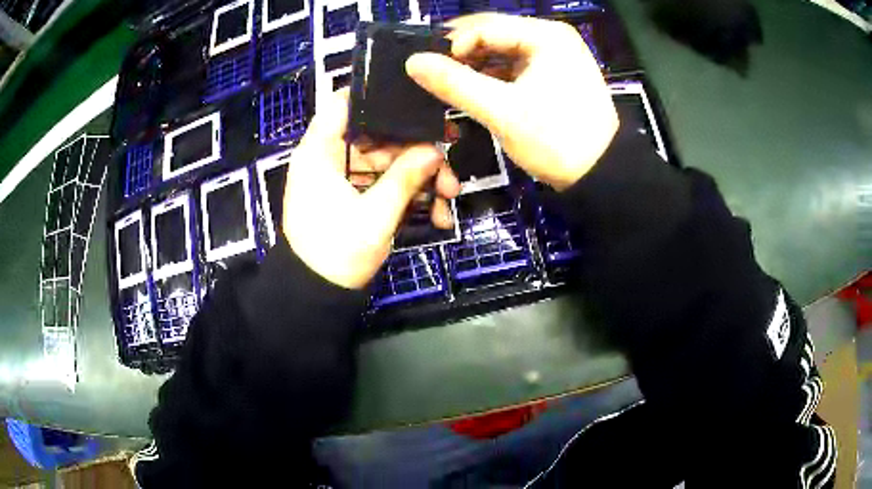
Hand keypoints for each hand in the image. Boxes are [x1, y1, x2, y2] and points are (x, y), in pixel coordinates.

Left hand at [283, 89, 460, 289]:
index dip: (378, 97)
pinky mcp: (357, 196)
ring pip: (389, 162)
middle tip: (448, 169)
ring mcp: (346, 177)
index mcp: (321, 151)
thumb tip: (435, 151)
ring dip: (420, 178)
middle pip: (379, 136)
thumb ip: (405, 178)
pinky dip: (410, 196)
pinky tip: (435, 214)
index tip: (418, 102)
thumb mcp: (374, 216)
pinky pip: (386, 184)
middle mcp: (332, 157)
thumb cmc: (335, 254)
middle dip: (417, 152)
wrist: (318, 295)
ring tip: (448, 199)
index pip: (344, 104)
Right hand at [406, 13, 617, 190]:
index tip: (428, 70)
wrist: (601, 175)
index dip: (452, 46)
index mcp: (545, 35)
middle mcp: (552, 37)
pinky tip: (476, 90)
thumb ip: (455, 83)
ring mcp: (556, 56)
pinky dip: (494, 77)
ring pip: (503, 51)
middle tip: (433, 75)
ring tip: (450, 85)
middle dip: (462, 54)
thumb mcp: (502, 111)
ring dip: (476, 66)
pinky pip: (516, 66)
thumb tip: (413, 62)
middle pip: (494, 35)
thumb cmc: (556, 140)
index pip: (484, 27)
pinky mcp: (555, 74)